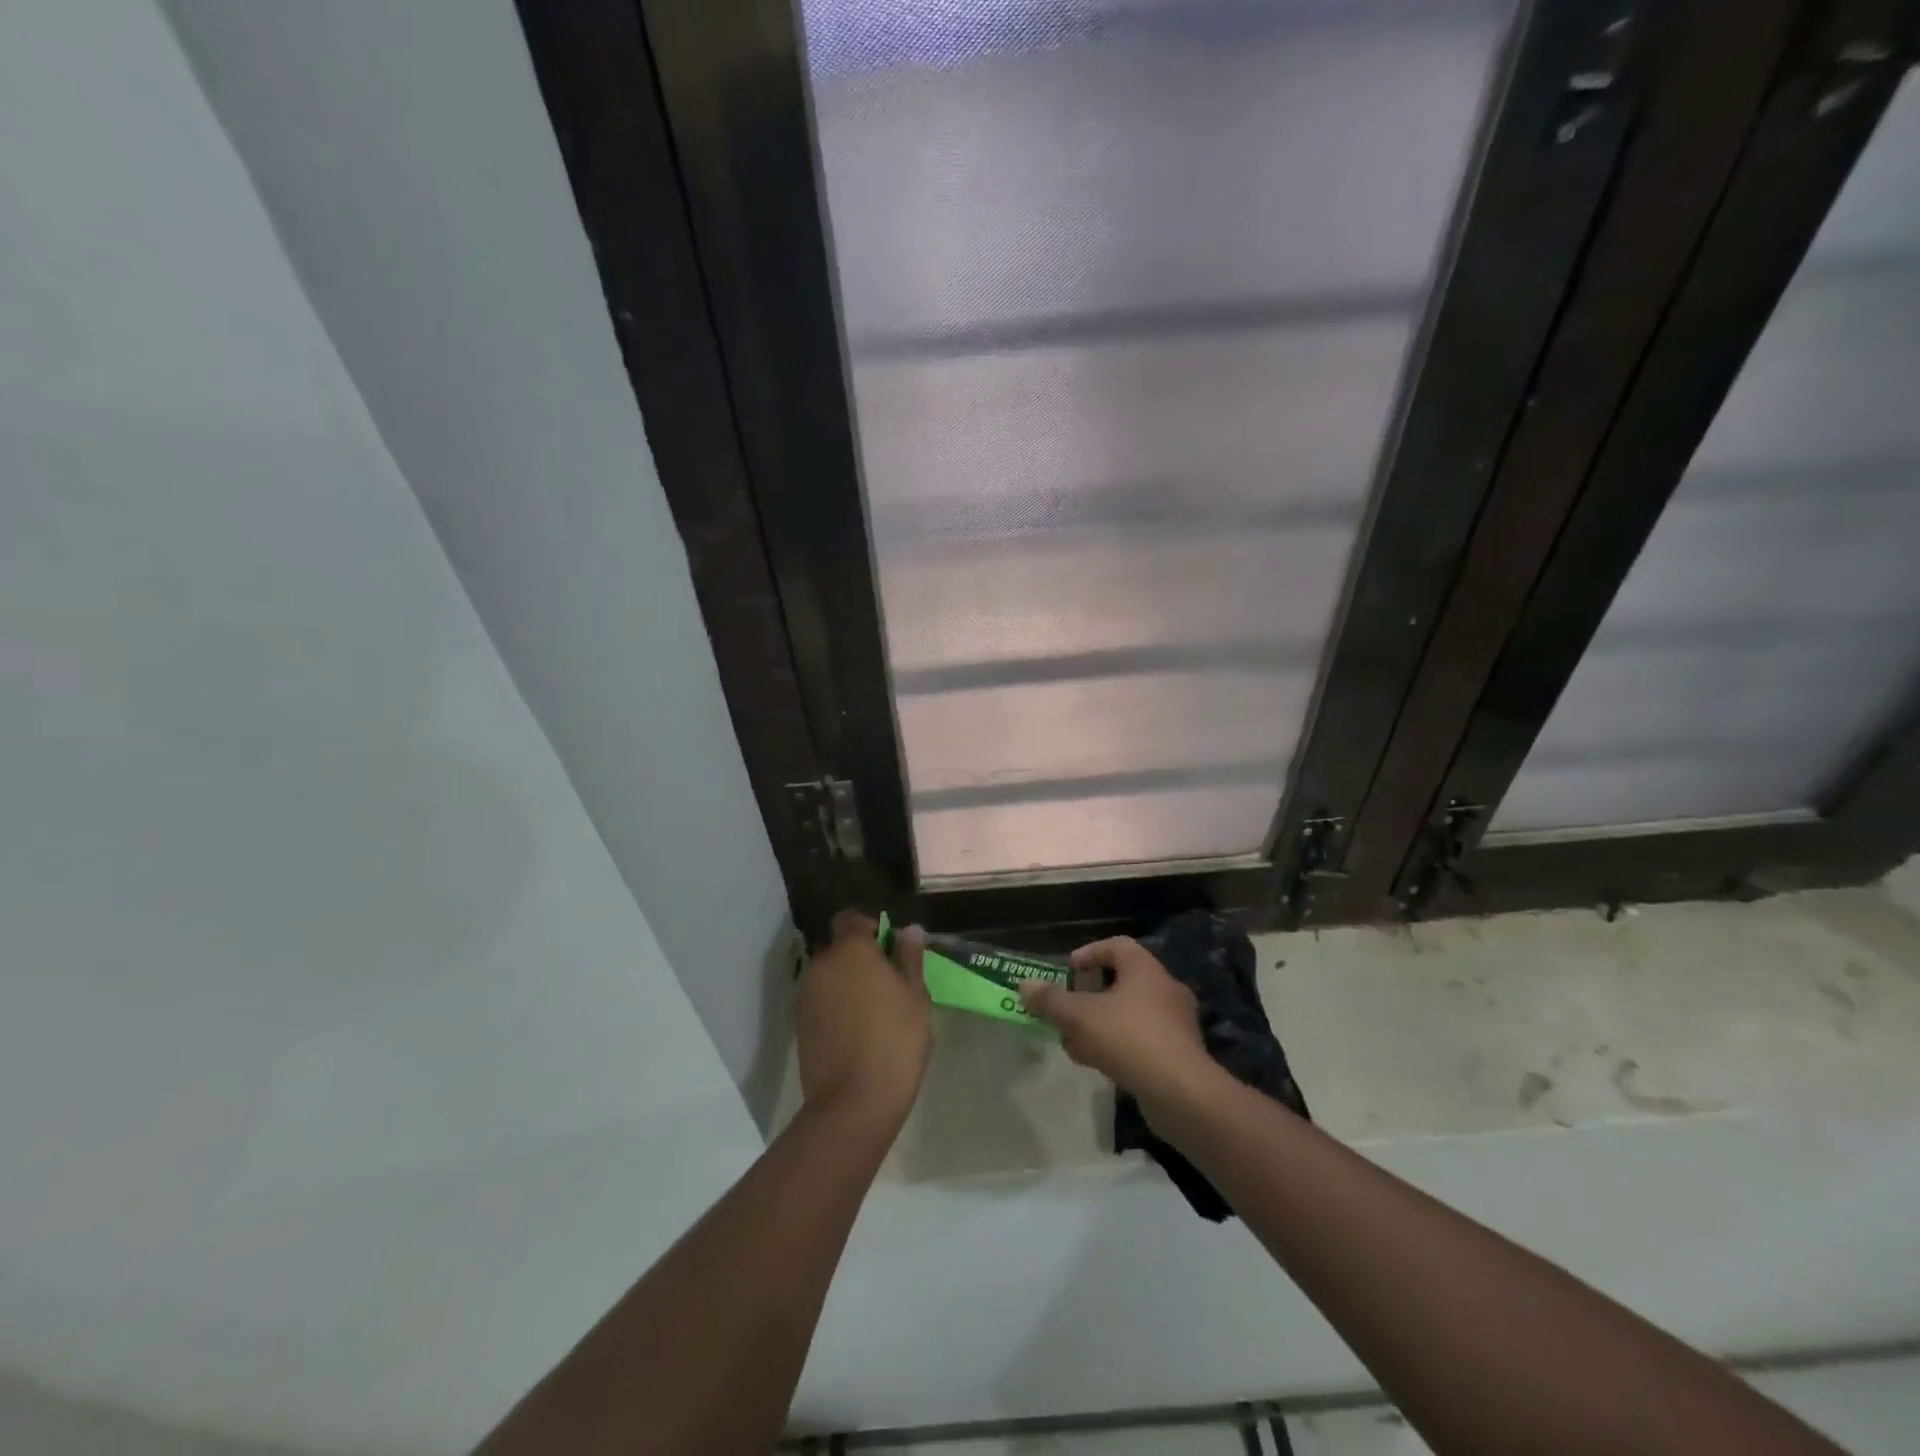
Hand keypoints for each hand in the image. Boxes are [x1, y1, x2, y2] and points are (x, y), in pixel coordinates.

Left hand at [796, 910, 930, 1127]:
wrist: (853, 1103)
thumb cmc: (895, 1041)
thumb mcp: (916, 996)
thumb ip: (910, 957)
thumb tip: (909, 930)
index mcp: (850, 949)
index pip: (851, 918)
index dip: (871, 927)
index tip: (891, 949)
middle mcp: (821, 964)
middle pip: (839, 948)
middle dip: (860, 957)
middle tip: (889, 983)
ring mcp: (805, 995)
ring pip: (829, 975)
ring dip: (847, 982)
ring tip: (875, 1010)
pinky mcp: (799, 1024)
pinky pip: (821, 1001)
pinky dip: (836, 1006)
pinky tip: (857, 1031)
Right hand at [1018, 937, 1213, 1106]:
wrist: (1181, 1092)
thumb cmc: (1129, 1038)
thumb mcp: (1080, 1017)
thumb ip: (1051, 1001)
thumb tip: (1024, 985)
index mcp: (1145, 968)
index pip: (1117, 945)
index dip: (1090, 953)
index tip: (1069, 970)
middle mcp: (1165, 988)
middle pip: (1122, 981)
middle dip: (1090, 996)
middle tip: (1067, 1009)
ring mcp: (1176, 1022)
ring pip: (1130, 1013)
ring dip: (1101, 1023)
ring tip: (1074, 1043)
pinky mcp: (1180, 1054)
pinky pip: (1142, 1039)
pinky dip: (1118, 1045)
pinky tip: (1097, 1064)